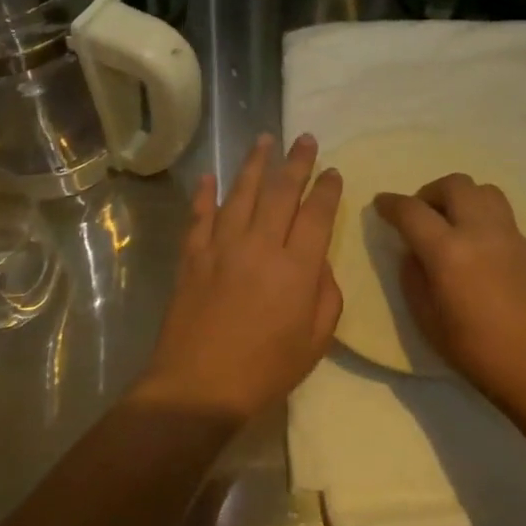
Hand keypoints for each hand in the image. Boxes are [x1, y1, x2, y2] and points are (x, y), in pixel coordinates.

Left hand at [135, 134, 343, 419]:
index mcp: (296, 268)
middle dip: (296, 162)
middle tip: (305, 139)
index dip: (327, 189)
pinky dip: (205, 193)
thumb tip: (318, 262)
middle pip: (281, 192)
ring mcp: (221, 246)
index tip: (333, 170)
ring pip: (240, 193)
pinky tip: (210, 177)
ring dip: (254, 164)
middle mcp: (260, 245)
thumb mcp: (316, 341)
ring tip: (265, 139)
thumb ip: (325, 295)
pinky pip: (199, 215)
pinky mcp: (192, 256)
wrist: (199, 386)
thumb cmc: (265, 370)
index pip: (317, 214)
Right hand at [374, 174, 525, 409]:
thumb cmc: (474, 350)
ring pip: (483, 191)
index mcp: (448, 252)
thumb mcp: (426, 318)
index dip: (391, 204)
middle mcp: (480, 232)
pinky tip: (475, 245)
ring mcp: (509, 235)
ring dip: (460, 197)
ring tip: (450, 223)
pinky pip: (500, 214)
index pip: (412, 211)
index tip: (380, 205)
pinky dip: (480, 216)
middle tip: (419, 215)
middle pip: (454, 185)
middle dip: (429, 192)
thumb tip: (413, 253)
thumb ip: (413, 277)